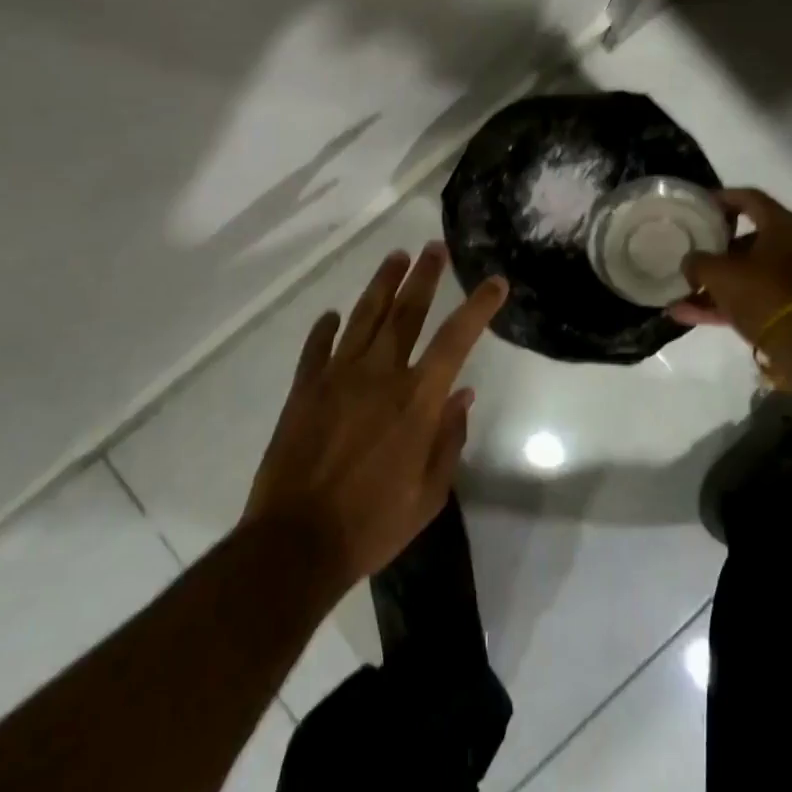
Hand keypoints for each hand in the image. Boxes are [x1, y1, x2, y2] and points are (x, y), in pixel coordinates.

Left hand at [244, 242, 507, 587]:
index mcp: (416, 401)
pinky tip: (333, 315)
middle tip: (433, 248)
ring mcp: (337, 376)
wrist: (296, 542)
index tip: (494, 282)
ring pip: (363, 317)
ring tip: (395, 258)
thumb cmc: (372, 525)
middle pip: (405, 312)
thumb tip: (463, 397)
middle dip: (423, 276)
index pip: (455, 340)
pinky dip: (326, 328)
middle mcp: (379, 375)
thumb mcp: (428, 494)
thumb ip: (448, 440)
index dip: (478, 308)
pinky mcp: (304, 388)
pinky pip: (317, 347)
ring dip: (381, 285)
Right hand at [667, 188, 791, 348]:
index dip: (722, 198)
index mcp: (782, 226)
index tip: (700, 205)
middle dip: (716, 249)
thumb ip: (697, 262)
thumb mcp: (717, 272)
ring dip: (715, 285)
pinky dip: (724, 306)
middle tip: (692, 252)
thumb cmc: (763, 291)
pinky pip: (752, 301)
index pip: (750, 198)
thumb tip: (690, 264)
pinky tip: (689, 316)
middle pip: (749, 240)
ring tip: (681, 295)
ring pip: (748, 275)